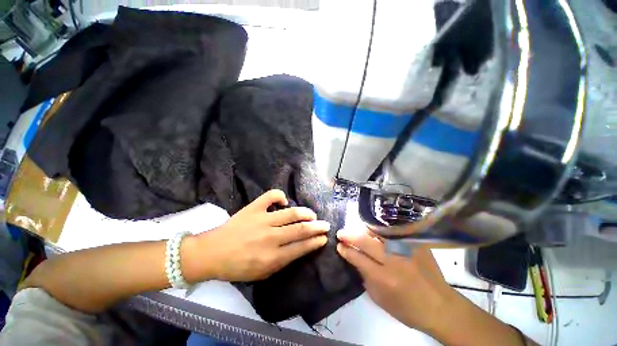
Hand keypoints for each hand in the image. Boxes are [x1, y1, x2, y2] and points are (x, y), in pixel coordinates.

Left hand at [190, 190, 329, 281]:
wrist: (212, 253)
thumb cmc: (238, 267)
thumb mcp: (263, 273)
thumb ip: (283, 261)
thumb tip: (300, 247)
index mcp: (273, 257)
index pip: (301, 247)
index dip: (315, 242)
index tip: (324, 238)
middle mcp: (271, 237)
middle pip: (300, 229)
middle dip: (317, 227)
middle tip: (325, 225)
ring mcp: (262, 220)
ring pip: (291, 213)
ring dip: (305, 213)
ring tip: (312, 214)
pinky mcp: (253, 208)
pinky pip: (271, 196)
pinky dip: (280, 196)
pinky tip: (284, 200)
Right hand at [336, 228, 454, 333]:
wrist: (441, 306)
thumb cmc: (408, 309)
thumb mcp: (381, 300)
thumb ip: (365, 278)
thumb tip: (355, 259)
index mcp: (385, 278)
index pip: (358, 258)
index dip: (346, 250)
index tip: (339, 245)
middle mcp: (394, 260)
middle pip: (366, 241)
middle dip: (349, 235)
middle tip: (341, 233)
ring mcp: (406, 249)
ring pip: (378, 232)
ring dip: (363, 230)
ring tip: (356, 230)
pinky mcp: (415, 244)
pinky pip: (393, 232)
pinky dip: (380, 231)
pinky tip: (374, 231)